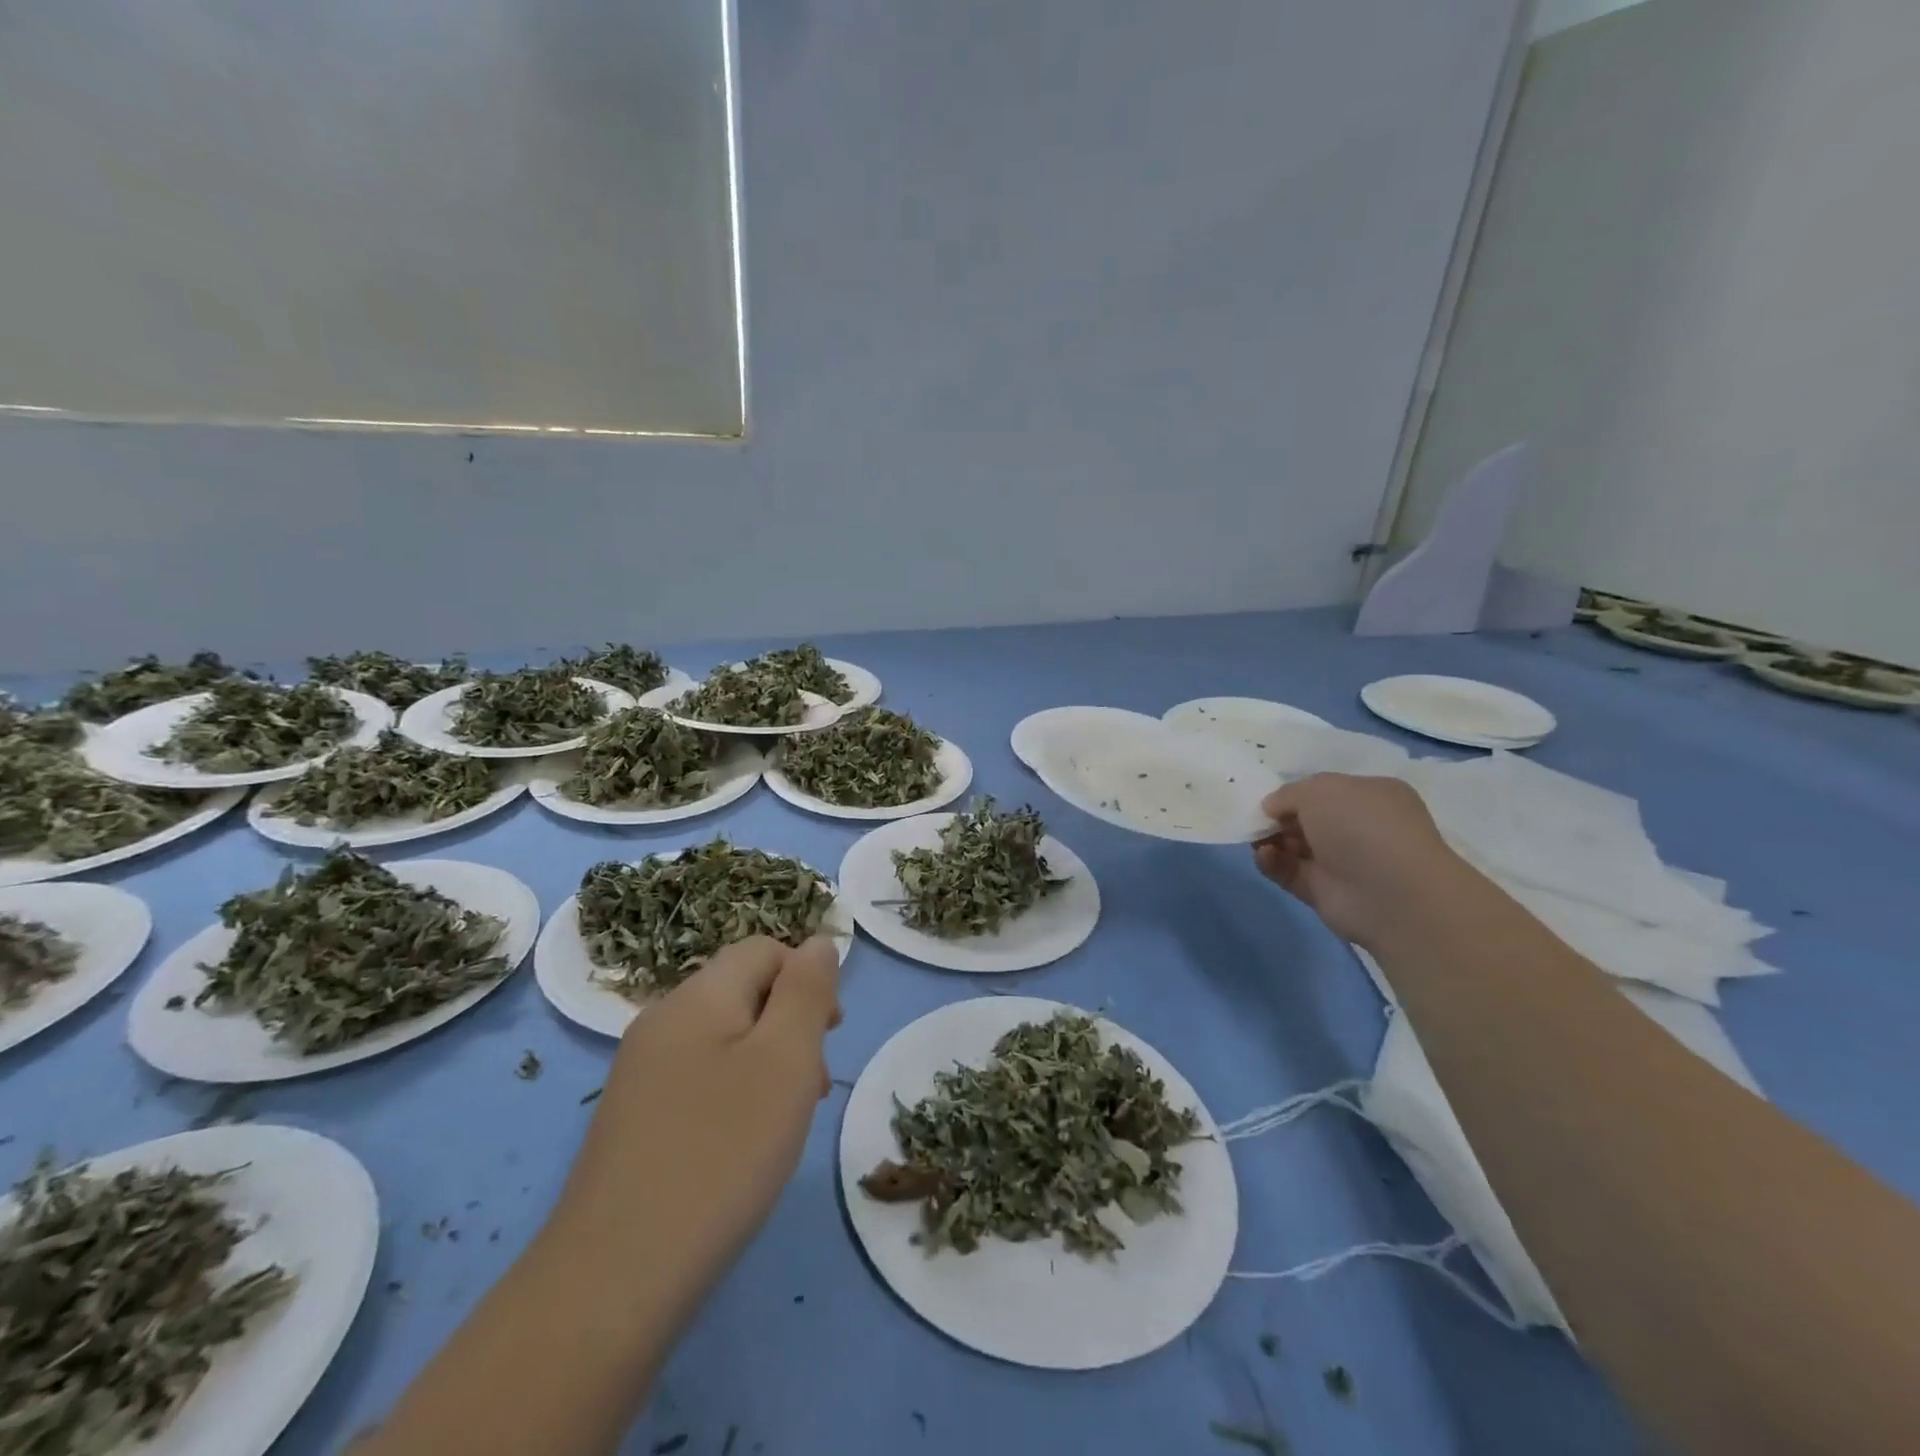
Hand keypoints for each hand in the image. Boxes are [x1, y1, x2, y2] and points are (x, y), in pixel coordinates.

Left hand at [548, 935, 841, 1324]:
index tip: (830, 1034)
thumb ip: (807, 991)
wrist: (615, 1278)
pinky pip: (698, 1078)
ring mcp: (640, 1073)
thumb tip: (817, 943)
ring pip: (722, 1038)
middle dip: (789, 1023)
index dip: (807, 978)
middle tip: (813, 1084)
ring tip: (786, 1120)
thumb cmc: (721, 1152)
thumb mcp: (786, 1059)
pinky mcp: (633, 1119)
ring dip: (766, 1061)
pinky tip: (742, 1145)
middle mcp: (661, 1022)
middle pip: (742, 991)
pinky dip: (734, 1093)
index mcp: (697, 996)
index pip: (764, 950)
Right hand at [1252, 773, 1461, 947]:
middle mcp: (1358, 828)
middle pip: (1306, 819)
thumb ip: (1288, 793)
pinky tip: (1265, 856)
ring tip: (1257, 840)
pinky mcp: (1323, 891)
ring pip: (1294, 846)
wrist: (1391, 894)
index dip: (1294, 793)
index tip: (1267, 799)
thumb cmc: (1361, 826)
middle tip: (1255, 820)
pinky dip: (1271, 863)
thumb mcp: (1320, 789)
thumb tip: (1271, 808)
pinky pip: (1288, 872)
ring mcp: (1342, 862)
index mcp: (1370, 796)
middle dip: (1277, 818)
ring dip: (1270, 840)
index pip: (1325, 791)